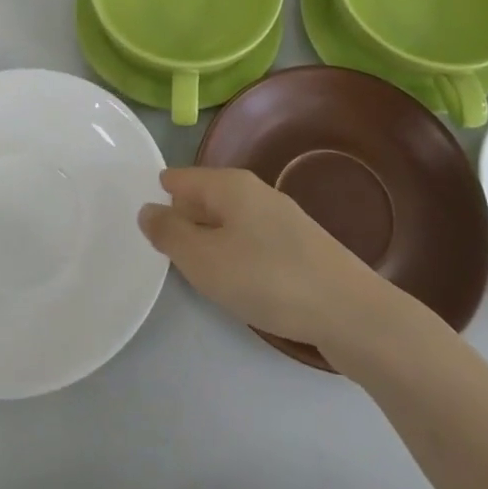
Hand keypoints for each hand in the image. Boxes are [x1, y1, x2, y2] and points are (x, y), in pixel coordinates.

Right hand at [138, 166, 393, 350]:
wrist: (349, 311)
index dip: (158, 195)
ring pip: (228, 220)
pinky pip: (249, 239)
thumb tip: (147, 209)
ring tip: (190, 267)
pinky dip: (232, 253)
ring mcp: (280, 218)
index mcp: (230, 185)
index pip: (181, 178)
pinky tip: (233, 280)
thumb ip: (171, 234)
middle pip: (205, 197)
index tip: (139, 219)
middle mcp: (255, 192)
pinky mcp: (297, 246)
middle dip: (181, 217)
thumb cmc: (267, 279)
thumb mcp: (205, 260)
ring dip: (207, 239)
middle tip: (157, 247)